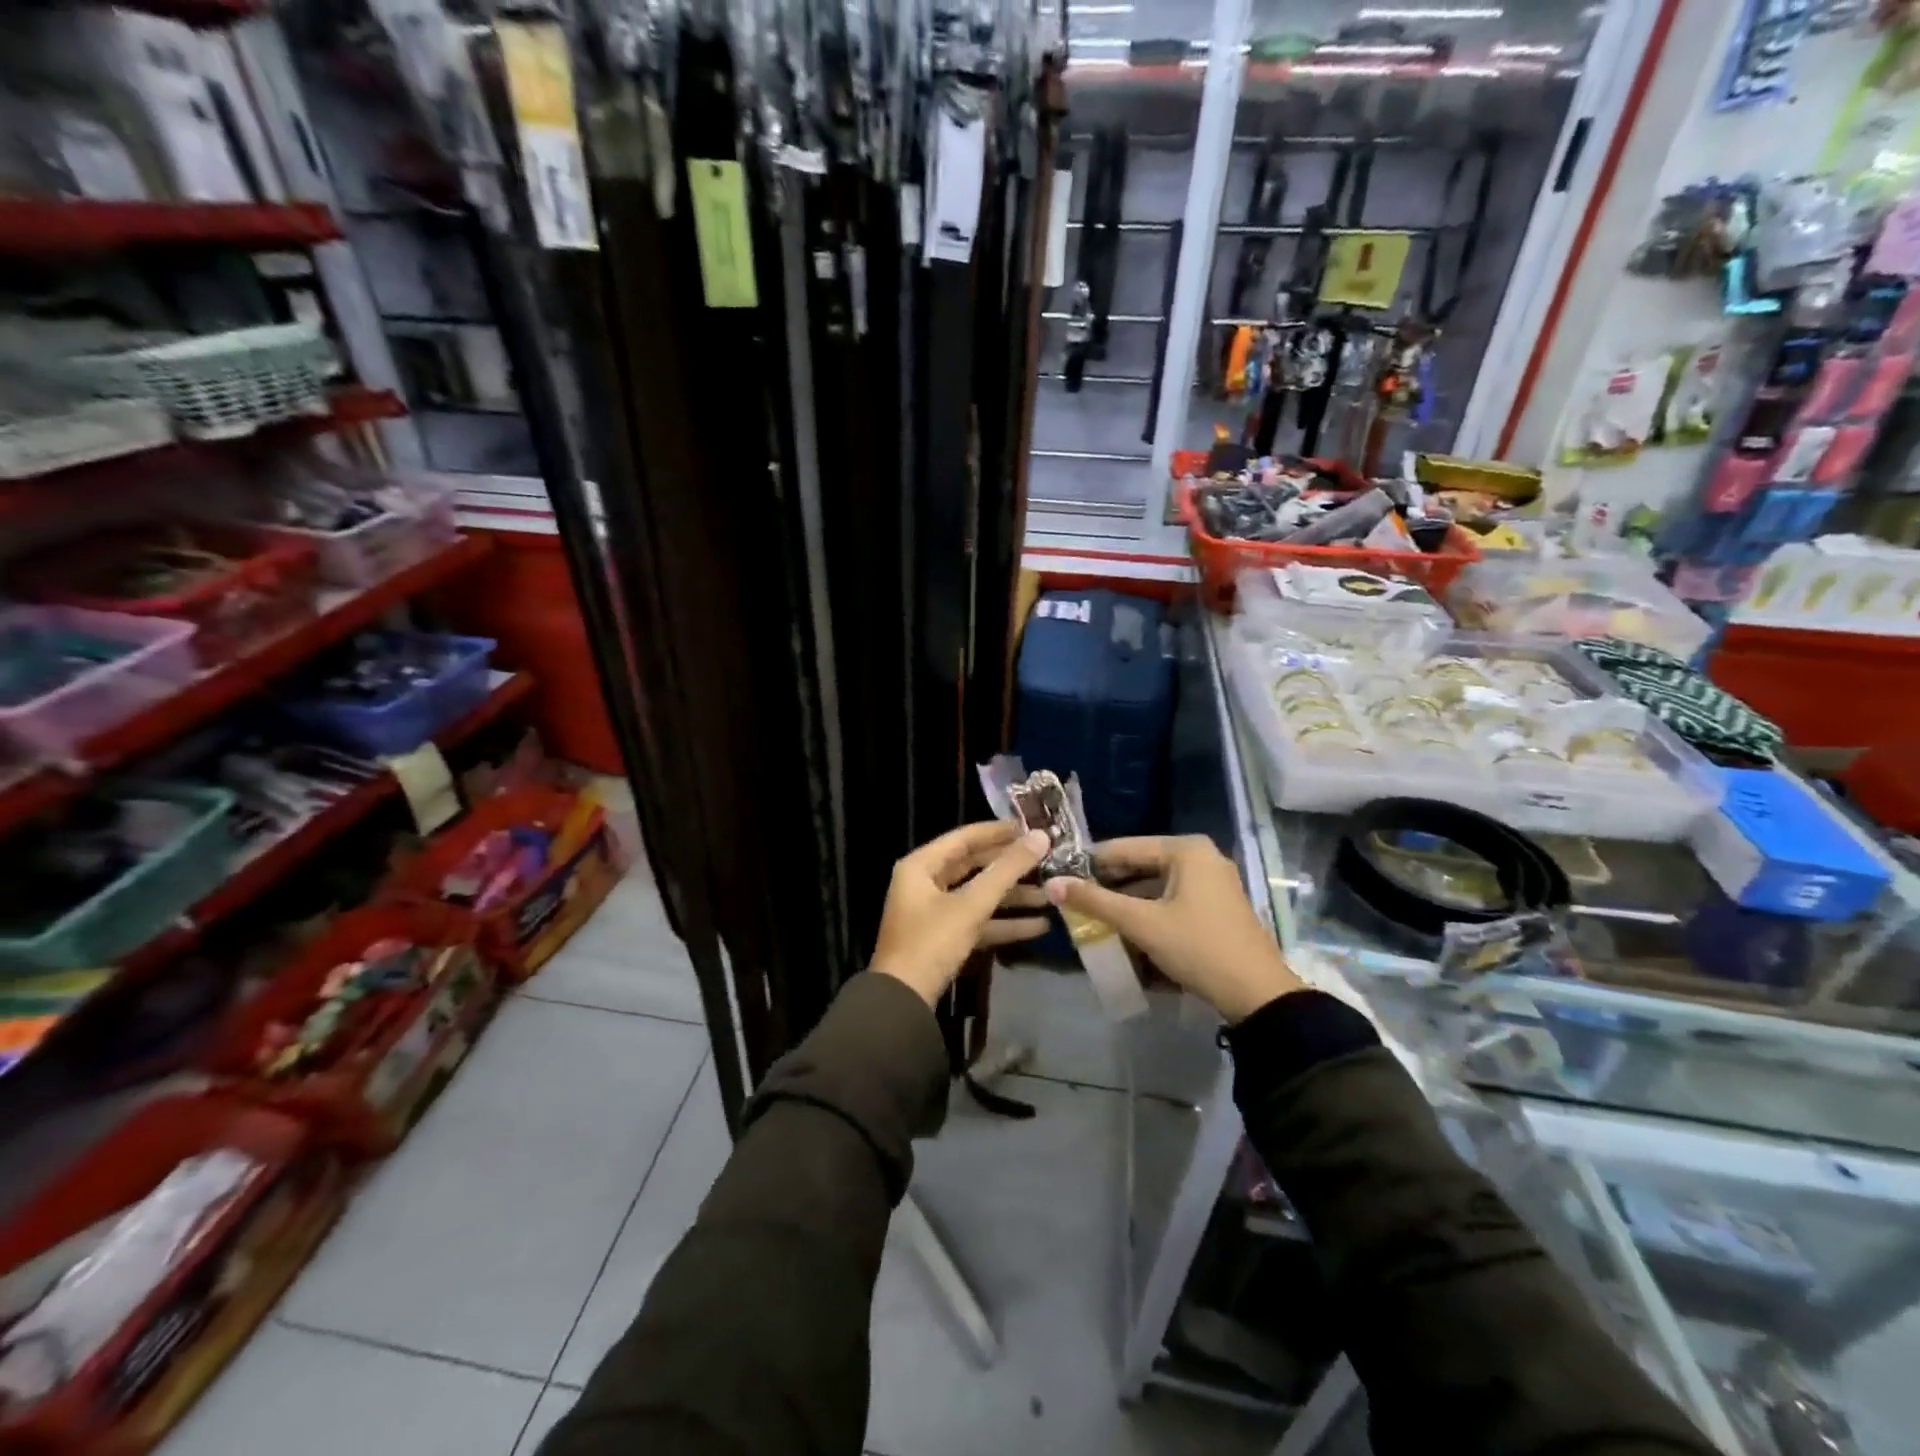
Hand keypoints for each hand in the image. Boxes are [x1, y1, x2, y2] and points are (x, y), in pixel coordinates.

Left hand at [871, 821, 1052, 1005]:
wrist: (903, 1001)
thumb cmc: (931, 942)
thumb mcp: (971, 904)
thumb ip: (1007, 870)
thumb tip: (1041, 837)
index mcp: (921, 865)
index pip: (965, 837)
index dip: (999, 831)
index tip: (1032, 827)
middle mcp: (925, 883)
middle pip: (974, 866)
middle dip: (1011, 866)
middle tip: (1047, 859)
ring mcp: (935, 912)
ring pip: (979, 895)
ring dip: (1013, 897)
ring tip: (1052, 895)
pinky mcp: (945, 938)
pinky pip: (978, 922)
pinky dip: (1005, 923)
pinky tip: (1040, 926)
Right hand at [1045, 835, 1301, 1023]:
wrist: (1257, 994)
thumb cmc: (1197, 948)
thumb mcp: (1142, 924)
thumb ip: (1095, 901)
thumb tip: (1052, 884)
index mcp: (1185, 849)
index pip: (1124, 847)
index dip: (1089, 864)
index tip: (1060, 878)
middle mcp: (1200, 855)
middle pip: (1140, 864)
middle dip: (1108, 883)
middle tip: (1074, 900)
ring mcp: (1212, 880)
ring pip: (1155, 882)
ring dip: (1126, 899)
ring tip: (1093, 915)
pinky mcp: (1216, 903)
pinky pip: (1171, 897)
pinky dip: (1148, 909)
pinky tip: (1125, 926)